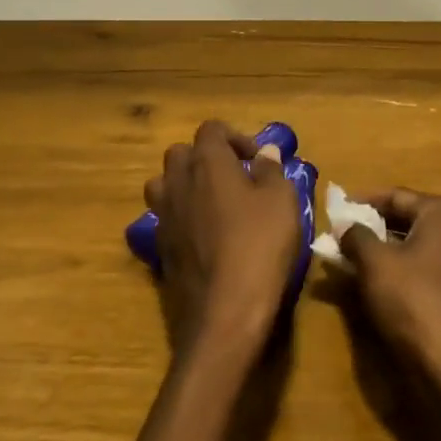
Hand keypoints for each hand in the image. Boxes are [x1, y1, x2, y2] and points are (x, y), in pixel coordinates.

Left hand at [144, 121, 303, 362]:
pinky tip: (205, 237)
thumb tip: (266, 152)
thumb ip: (272, 171)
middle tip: (235, 179)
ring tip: (214, 204)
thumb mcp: (281, 202)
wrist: (224, 310)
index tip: (257, 161)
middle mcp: (177, 181)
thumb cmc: (259, 245)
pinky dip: (182, 217)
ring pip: (164, 184)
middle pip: (181, 153)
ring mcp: (163, 215)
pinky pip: (166, 217)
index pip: (211, 129)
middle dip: (206, 159)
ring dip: (186, 186)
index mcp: (207, 162)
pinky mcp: (159, 246)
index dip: (235, 138)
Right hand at [338, 190, 440, 422]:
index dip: (362, 201)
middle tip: (340, 236)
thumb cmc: (413, 300)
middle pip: (407, 221)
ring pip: (415, 249)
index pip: (396, 196)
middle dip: (372, 228)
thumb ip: (355, 236)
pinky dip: (400, 273)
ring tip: (350, 262)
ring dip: (383, 253)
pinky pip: (425, 273)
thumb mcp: (374, 263)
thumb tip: (345, 225)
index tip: (336, 211)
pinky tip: (375, 286)